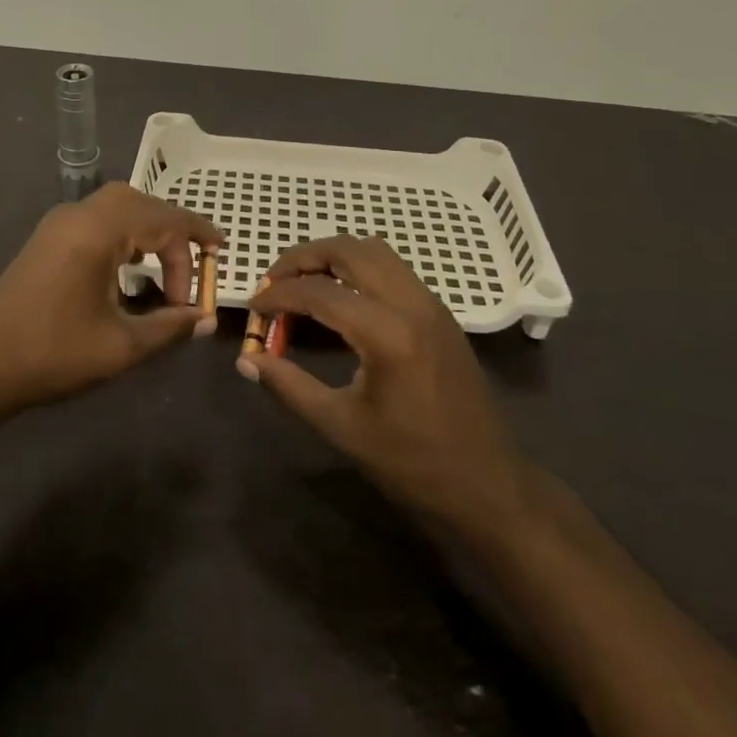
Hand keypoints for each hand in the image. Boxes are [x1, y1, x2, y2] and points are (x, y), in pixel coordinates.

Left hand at [0, 183, 223, 418]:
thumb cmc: (52, 354)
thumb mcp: (120, 346)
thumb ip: (169, 327)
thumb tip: (205, 318)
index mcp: (99, 230)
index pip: (164, 219)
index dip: (198, 237)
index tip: (221, 258)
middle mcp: (79, 214)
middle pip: (141, 203)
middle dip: (174, 231)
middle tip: (195, 266)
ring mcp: (59, 223)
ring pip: (118, 206)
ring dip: (148, 230)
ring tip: (169, 269)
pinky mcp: (48, 238)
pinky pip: (98, 219)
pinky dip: (125, 234)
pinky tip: (130, 269)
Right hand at [242, 235, 526, 524]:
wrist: (489, 486)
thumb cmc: (413, 464)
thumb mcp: (341, 427)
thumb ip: (289, 386)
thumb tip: (247, 360)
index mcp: (387, 334)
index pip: (319, 292)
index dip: (278, 294)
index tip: (254, 306)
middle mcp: (411, 303)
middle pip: (348, 249)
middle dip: (304, 257)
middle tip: (274, 280)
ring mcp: (430, 303)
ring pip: (373, 250)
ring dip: (333, 255)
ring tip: (303, 282)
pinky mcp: (439, 312)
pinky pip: (392, 267)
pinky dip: (358, 267)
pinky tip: (340, 297)